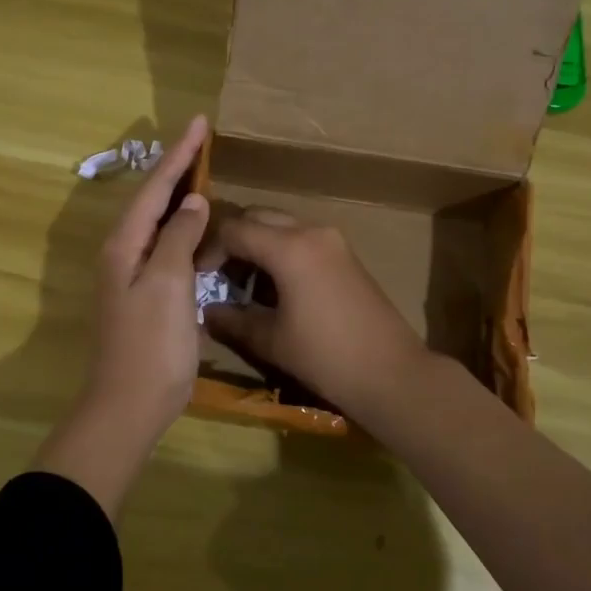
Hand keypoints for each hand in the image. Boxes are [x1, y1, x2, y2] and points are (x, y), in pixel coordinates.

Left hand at [36, 117, 209, 512]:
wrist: (129, 405)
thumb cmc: (151, 343)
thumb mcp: (168, 283)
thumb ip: (179, 236)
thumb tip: (193, 202)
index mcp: (125, 244)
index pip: (155, 187)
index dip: (179, 154)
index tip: (200, 121)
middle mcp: (123, 252)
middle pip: (152, 199)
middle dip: (176, 168)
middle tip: (201, 140)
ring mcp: (132, 275)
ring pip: (158, 222)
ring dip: (178, 195)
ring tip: (202, 172)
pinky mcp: (145, 295)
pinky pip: (165, 246)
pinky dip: (183, 228)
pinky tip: (199, 228)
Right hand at [202, 207, 432, 424]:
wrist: (391, 372)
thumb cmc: (325, 356)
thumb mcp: (270, 340)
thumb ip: (232, 319)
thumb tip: (206, 311)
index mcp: (289, 247)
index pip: (235, 229)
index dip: (210, 250)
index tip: (199, 277)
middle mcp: (311, 231)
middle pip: (259, 217)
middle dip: (233, 240)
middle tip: (219, 275)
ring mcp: (333, 241)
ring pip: (282, 226)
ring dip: (258, 245)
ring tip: (245, 285)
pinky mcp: (346, 255)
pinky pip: (303, 239)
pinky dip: (281, 252)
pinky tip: (276, 288)